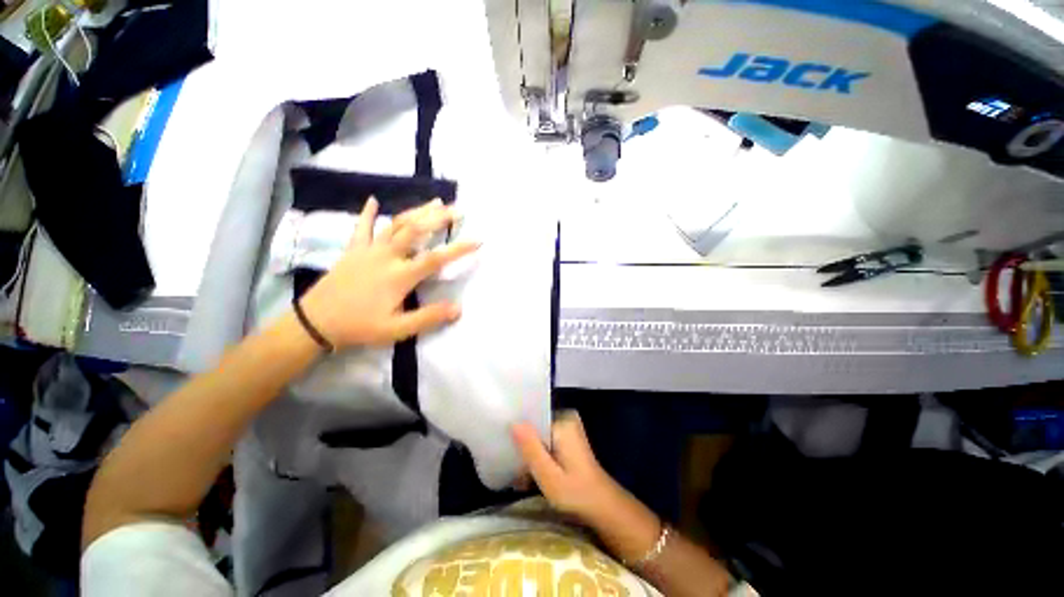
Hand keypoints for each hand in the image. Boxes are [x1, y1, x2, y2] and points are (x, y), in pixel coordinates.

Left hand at [299, 197, 476, 348]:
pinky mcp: (353, 250)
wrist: (315, 322)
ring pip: (395, 224)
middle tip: (457, 210)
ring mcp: (368, 250)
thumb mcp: (397, 329)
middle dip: (438, 218)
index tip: (477, 240)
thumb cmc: (359, 326)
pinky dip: (367, 213)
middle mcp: (387, 256)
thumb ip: (428, 317)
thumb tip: (458, 308)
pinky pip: (361, 227)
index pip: (436, 258)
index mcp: (400, 275)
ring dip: (416, 211)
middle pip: (416, 230)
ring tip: (435, 202)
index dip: (458, 248)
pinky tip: (373, 200)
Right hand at [511, 411, 622, 523]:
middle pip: (534, 427)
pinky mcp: (568, 440)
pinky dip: (538, 457)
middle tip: (513, 470)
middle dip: (522, 447)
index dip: (516, 432)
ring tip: (519, 478)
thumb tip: (513, 422)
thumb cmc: (576, 493)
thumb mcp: (548, 475)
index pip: (532, 418)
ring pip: (539, 436)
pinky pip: (546, 442)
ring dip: (529, 455)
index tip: (504, 448)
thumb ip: (531, 448)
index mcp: (562, 422)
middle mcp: (565, 419)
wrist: (603, 507)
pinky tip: (529, 477)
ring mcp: (568, 429)